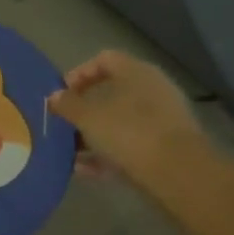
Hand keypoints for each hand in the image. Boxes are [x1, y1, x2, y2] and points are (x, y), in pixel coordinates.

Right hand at [47, 50, 208, 186]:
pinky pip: (129, 146)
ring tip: (69, 149)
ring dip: (93, 134)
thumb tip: (54, 97)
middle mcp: (153, 90)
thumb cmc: (129, 133)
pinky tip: (84, 170)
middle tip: (64, 122)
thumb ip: (68, 105)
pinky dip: (107, 155)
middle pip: (112, 92)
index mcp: (137, 72)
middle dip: (84, 108)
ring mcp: (162, 120)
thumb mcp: (88, 117)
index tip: (61, 93)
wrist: (179, 175)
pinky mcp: (166, 149)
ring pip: (120, 122)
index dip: (79, 73)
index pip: (104, 59)